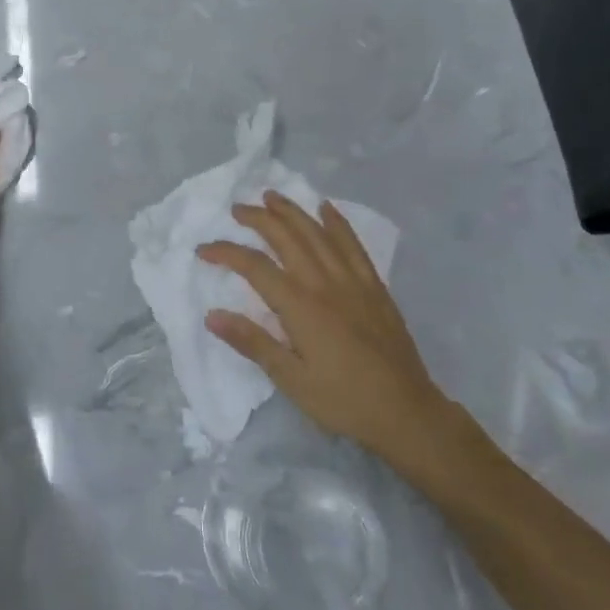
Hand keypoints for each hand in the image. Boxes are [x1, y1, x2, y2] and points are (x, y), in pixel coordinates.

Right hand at [198, 191, 454, 477]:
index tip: (203, 250)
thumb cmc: (343, 401)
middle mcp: (324, 283)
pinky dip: (337, 223)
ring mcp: (353, 281)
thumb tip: (212, 315)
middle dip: (259, 219)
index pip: (255, 267)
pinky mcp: (374, 287)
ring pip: (318, 234)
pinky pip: (353, 245)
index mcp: (300, 306)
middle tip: (237, 208)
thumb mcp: (291, 380)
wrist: (407, 413)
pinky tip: (327, 209)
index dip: (226, 253)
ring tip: (272, 196)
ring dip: (293, 211)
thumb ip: (252, 342)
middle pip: (287, 238)